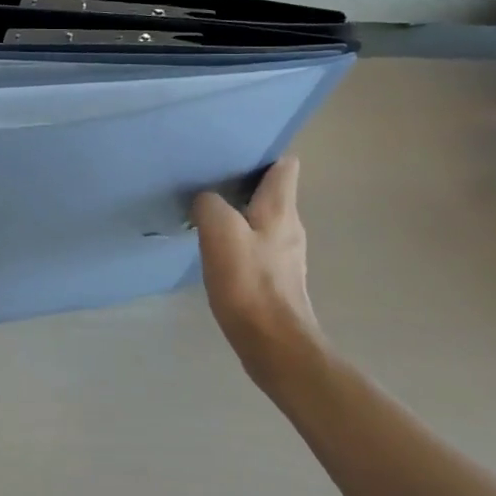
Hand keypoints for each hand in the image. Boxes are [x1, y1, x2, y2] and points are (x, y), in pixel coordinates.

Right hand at [191, 158, 326, 396]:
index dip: (264, 153)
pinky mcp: (277, 280)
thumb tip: (206, 200)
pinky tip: (217, 251)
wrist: (275, 345)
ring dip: (240, 213)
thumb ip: (210, 205)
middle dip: (245, 183)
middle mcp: (290, 227)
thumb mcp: (220, 233)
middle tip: (211, 179)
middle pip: (273, 192)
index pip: (285, 166)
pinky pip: (258, 246)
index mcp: (281, 209)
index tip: (236, 150)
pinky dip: (240, 241)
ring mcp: (286, 255)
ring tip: (209, 212)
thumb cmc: (249, 283)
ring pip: (264, 220)